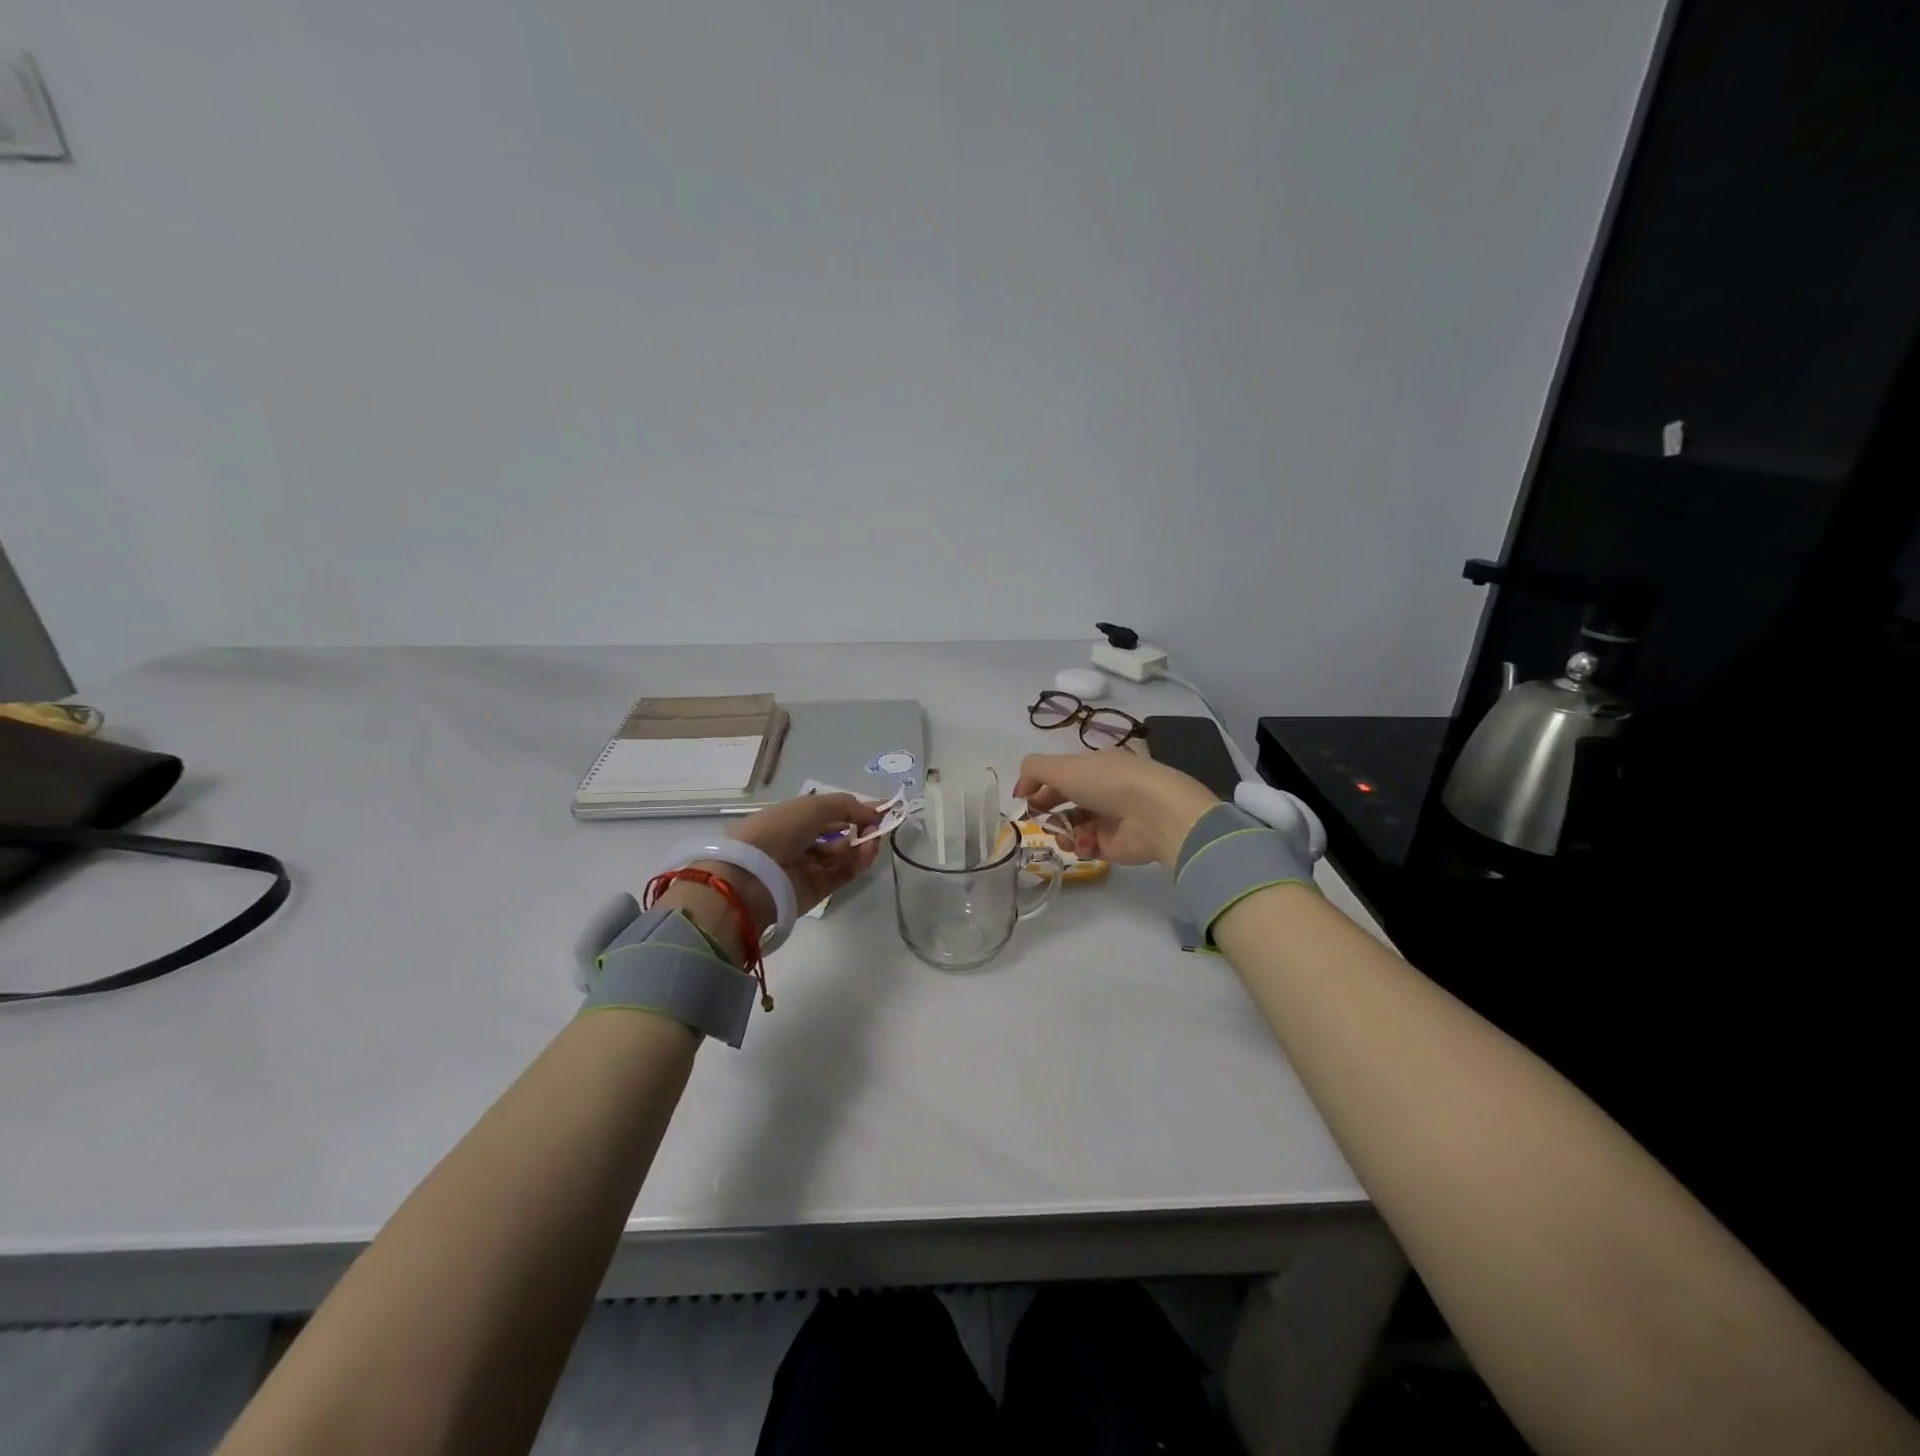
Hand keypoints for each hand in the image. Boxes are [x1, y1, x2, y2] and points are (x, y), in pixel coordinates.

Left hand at [717, 791, 884, 921]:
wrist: (752, 877)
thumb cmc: (779, 830)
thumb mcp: (813, 806)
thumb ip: (848, 805)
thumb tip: (873, 814)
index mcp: (790, 818)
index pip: (827, 812)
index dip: (852, 808)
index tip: (880, 808)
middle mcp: (798, 841)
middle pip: (836, 834)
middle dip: (859, 826)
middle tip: (879, 823)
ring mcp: (807, 867)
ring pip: (842, 854)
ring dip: (861, 844)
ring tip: (875, 838)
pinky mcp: (816, 890)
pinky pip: (842, 873)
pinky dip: (858, 862)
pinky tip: (870, 850)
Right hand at [1013, 748, 1218, 869]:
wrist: (1153, 814)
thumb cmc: (1107, 782)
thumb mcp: (1062, 766)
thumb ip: (1033, 771)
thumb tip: (1021, 790)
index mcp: (1096, 765)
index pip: (1063, 774)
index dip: (1040, 784)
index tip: (1024, 798)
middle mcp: (1105, 789)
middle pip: (1067, 800)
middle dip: (1047, 809)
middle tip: (1035, 817)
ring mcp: (1111, 818)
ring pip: (1074, 826)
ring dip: (1061, 830)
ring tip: (1061, 834)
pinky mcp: (1115, 845)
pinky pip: (1088, 846)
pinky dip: (1080, 845)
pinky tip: (1082, 843)